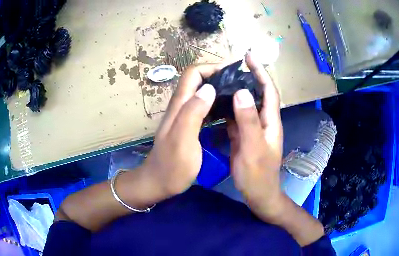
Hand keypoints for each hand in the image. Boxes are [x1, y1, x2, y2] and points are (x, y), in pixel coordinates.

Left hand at [139, 64, 224, 196]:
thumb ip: (193, 113)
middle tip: (239, 84)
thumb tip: (209, 88)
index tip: (231, 73)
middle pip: (197, 80)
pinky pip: (202, 107)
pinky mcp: (187, 126)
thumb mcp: (183, 140)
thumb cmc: (172, 166)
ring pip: (200, 92)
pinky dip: (215, 103)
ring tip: (237, 94)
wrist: (159, 182)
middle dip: (217, 76)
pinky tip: (227, 111)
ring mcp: (183, 116)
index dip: (211, 68)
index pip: (193, 73)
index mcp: (179, 105)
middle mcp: (180, 106)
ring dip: (217, 88)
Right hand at [227, 54, 284, 222]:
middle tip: (230, 68)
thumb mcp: (253, 148)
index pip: (268, 90)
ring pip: (246, 105)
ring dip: (237, 92)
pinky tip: (218, 104)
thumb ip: (248, 121)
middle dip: (248, 78)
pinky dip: (229, 109)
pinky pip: (237, 118)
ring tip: (222, 81)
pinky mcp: (244, 137)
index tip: (250, 57)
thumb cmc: (258, 174)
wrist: (258, 194)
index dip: (261, 72)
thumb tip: (241, 92)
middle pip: (257, 94)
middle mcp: (264, 122)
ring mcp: (253, 130)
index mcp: (270, 122)